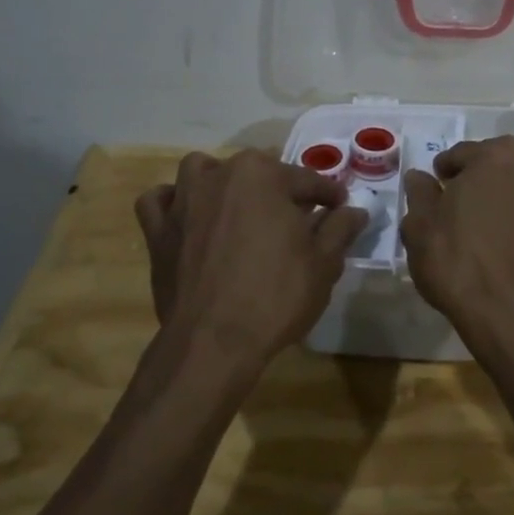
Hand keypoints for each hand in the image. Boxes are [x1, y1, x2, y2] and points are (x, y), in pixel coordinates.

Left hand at [134, 150, 366, 371]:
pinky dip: (173, 202)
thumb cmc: (276, 295)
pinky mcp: (158, 231)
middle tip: (298, 220)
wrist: (214, 341)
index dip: (329, 196)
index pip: (307, 180)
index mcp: (262, 175)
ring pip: (203, 173)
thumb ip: (340, 228)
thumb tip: (355, 211)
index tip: (341, 208)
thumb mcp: (323, 262)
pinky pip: (160, 201)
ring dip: (222, 182)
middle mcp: (219, 175)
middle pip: (257, 173)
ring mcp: (183, 200)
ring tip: (240, 207)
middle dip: (280, 191)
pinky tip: (188, 216)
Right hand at [400, 136, 513, 337]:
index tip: (440, 185)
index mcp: (496, 158)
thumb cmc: (458, 265)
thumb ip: (421, 195)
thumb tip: (420, 177)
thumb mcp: (420, 229)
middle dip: (496, 169)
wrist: (508, 316)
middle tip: (478, 198)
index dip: (448, 170)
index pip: (464, 153)